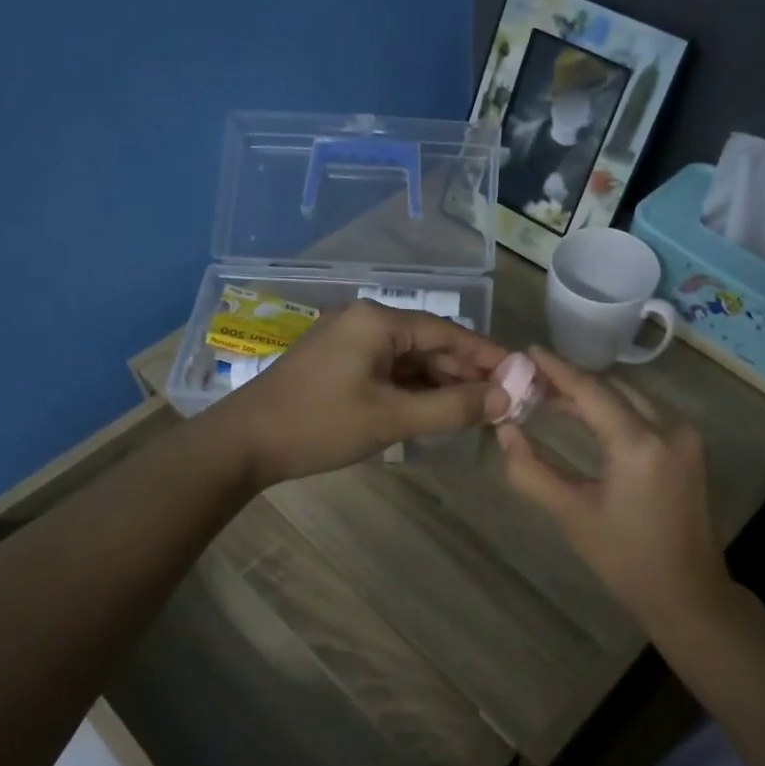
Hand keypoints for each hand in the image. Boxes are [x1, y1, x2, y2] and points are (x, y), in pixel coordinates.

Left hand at [211, 300, 509, 487]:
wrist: (242, 444)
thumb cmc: (319, 425)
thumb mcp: (392, 418)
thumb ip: (452, 408)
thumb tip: (506, 399)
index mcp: (379, 321)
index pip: (449, 333)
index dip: (488, 356)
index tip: (521, 377)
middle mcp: (366, 322)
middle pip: (430, 344)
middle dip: (466, 374)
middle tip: (502, 403)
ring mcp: (348, 343)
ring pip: (409, 360)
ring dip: (440, 385)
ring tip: (476, 412)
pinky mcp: (338, 365)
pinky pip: (388, 371)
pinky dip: (413, 391)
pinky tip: (434, 412)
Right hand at [497, 346, 730, 622]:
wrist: (687, 593)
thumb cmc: (624, 559)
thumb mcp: (571, 514)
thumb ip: (531, 470)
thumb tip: (505, 431)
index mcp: (639, 444)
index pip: (591, 391)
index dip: (557, 370)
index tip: (528, 352)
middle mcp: (669, 428)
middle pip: (612, 389)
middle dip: (572, 383)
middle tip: (532, 383)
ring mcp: (686, 436)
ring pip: (631, 398)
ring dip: (594, 396)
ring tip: (552, 400)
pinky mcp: (690, 448)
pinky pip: (646, 414)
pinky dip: (615, 410)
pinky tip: (588, 419)